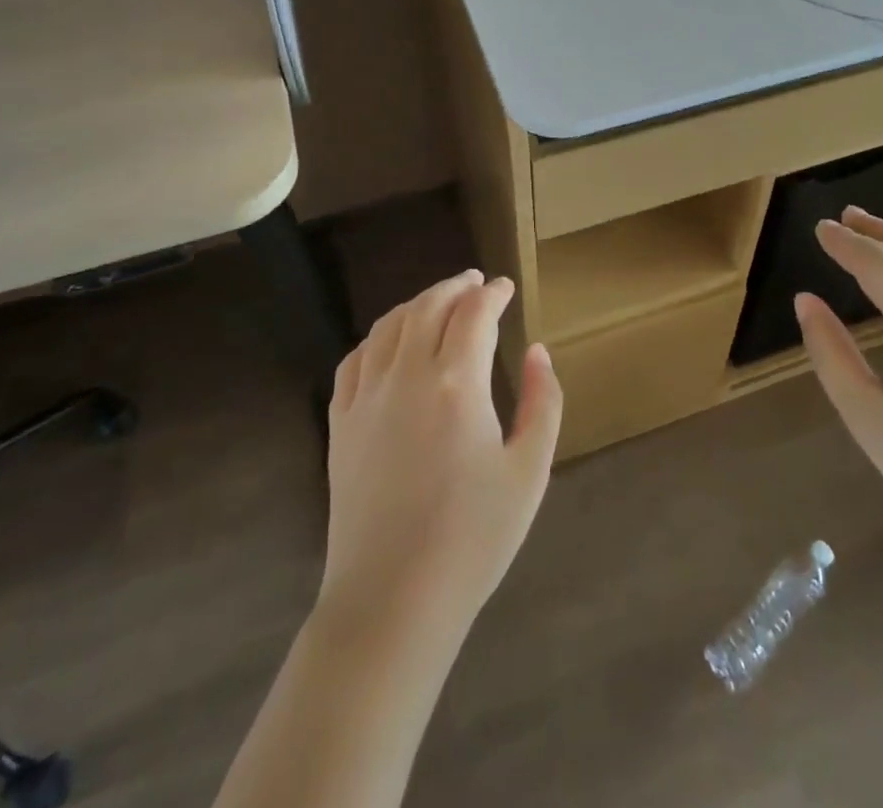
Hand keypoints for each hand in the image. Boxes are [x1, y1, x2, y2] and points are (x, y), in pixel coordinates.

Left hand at [319, 271, 562, 646]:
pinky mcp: (340, 424)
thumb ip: (542, 402)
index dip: (493, 293)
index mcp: (456, 383)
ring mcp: (366, 398)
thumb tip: (537, 351)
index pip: (474, 314)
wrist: (392, 600)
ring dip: (416, 304)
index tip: (507, 287)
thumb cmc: (473, 538)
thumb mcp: (529, 471)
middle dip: (455, 287)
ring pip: (388, 326)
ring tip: (437, 302)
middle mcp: (406, 375)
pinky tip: (389, 343)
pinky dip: (377, 337)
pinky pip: (355, 360)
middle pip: (428, 307)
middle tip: (475, 282)